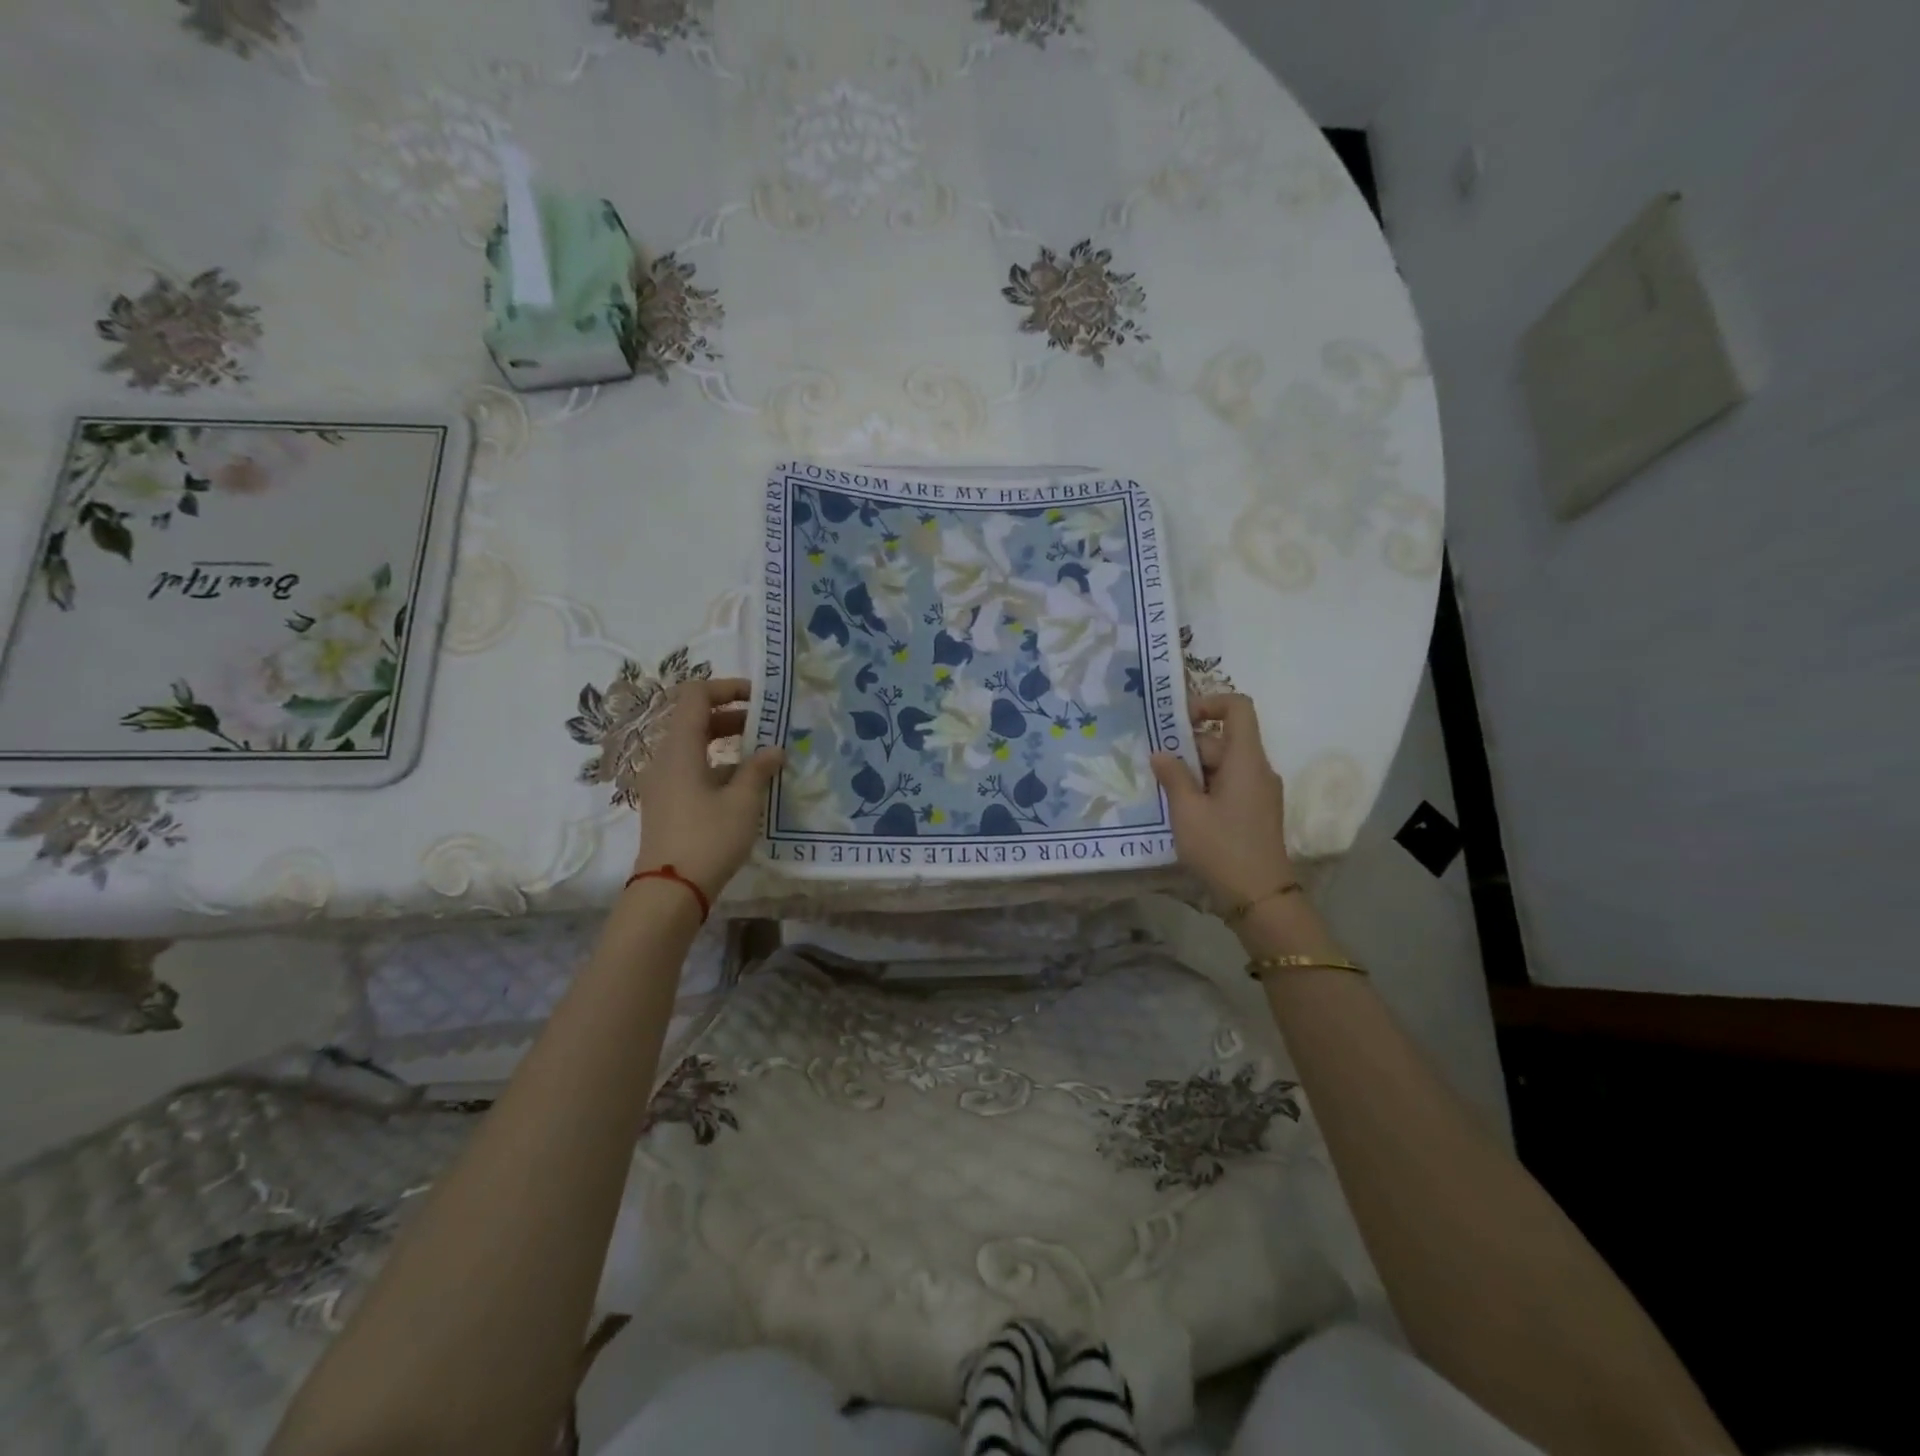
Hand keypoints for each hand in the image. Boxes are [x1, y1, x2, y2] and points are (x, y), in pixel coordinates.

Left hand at [633, 677, 784, 899]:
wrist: (670, 891)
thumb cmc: (708, 838)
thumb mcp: (743, 802)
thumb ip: (759, 769)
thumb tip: (774, 750)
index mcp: (680, 748)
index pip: (696, 695)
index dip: (727, 688)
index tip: (759, 699)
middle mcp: (665, 758)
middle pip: (694, 719)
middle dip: (732, 716)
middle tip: (767, 728)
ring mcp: (662, 782)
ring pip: (694, 746)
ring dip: (726, 743)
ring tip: (761, 758)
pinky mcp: (665, 803)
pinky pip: (690, 769)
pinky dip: (716, 766)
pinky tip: (744, 787)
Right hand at [1150, 694, 1293, 905]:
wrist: (1259, 898)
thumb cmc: (1221, 848)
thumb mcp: (1187, 811)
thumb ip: (1172, 776)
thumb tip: (1161, 753)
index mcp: (1246, 760)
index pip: (1238, 707)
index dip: (1209, 702)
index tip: (1179, 721)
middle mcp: (1258, 769)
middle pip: (1224, 739)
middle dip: (1188, 746)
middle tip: (1155, 766)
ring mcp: (1259, 792)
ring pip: (1223, 764)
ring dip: (1193, 770)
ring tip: (1163, 789)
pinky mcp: (1255, 811)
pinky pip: (1229, 784)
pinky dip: (1205, 787)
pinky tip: (1182, 808)